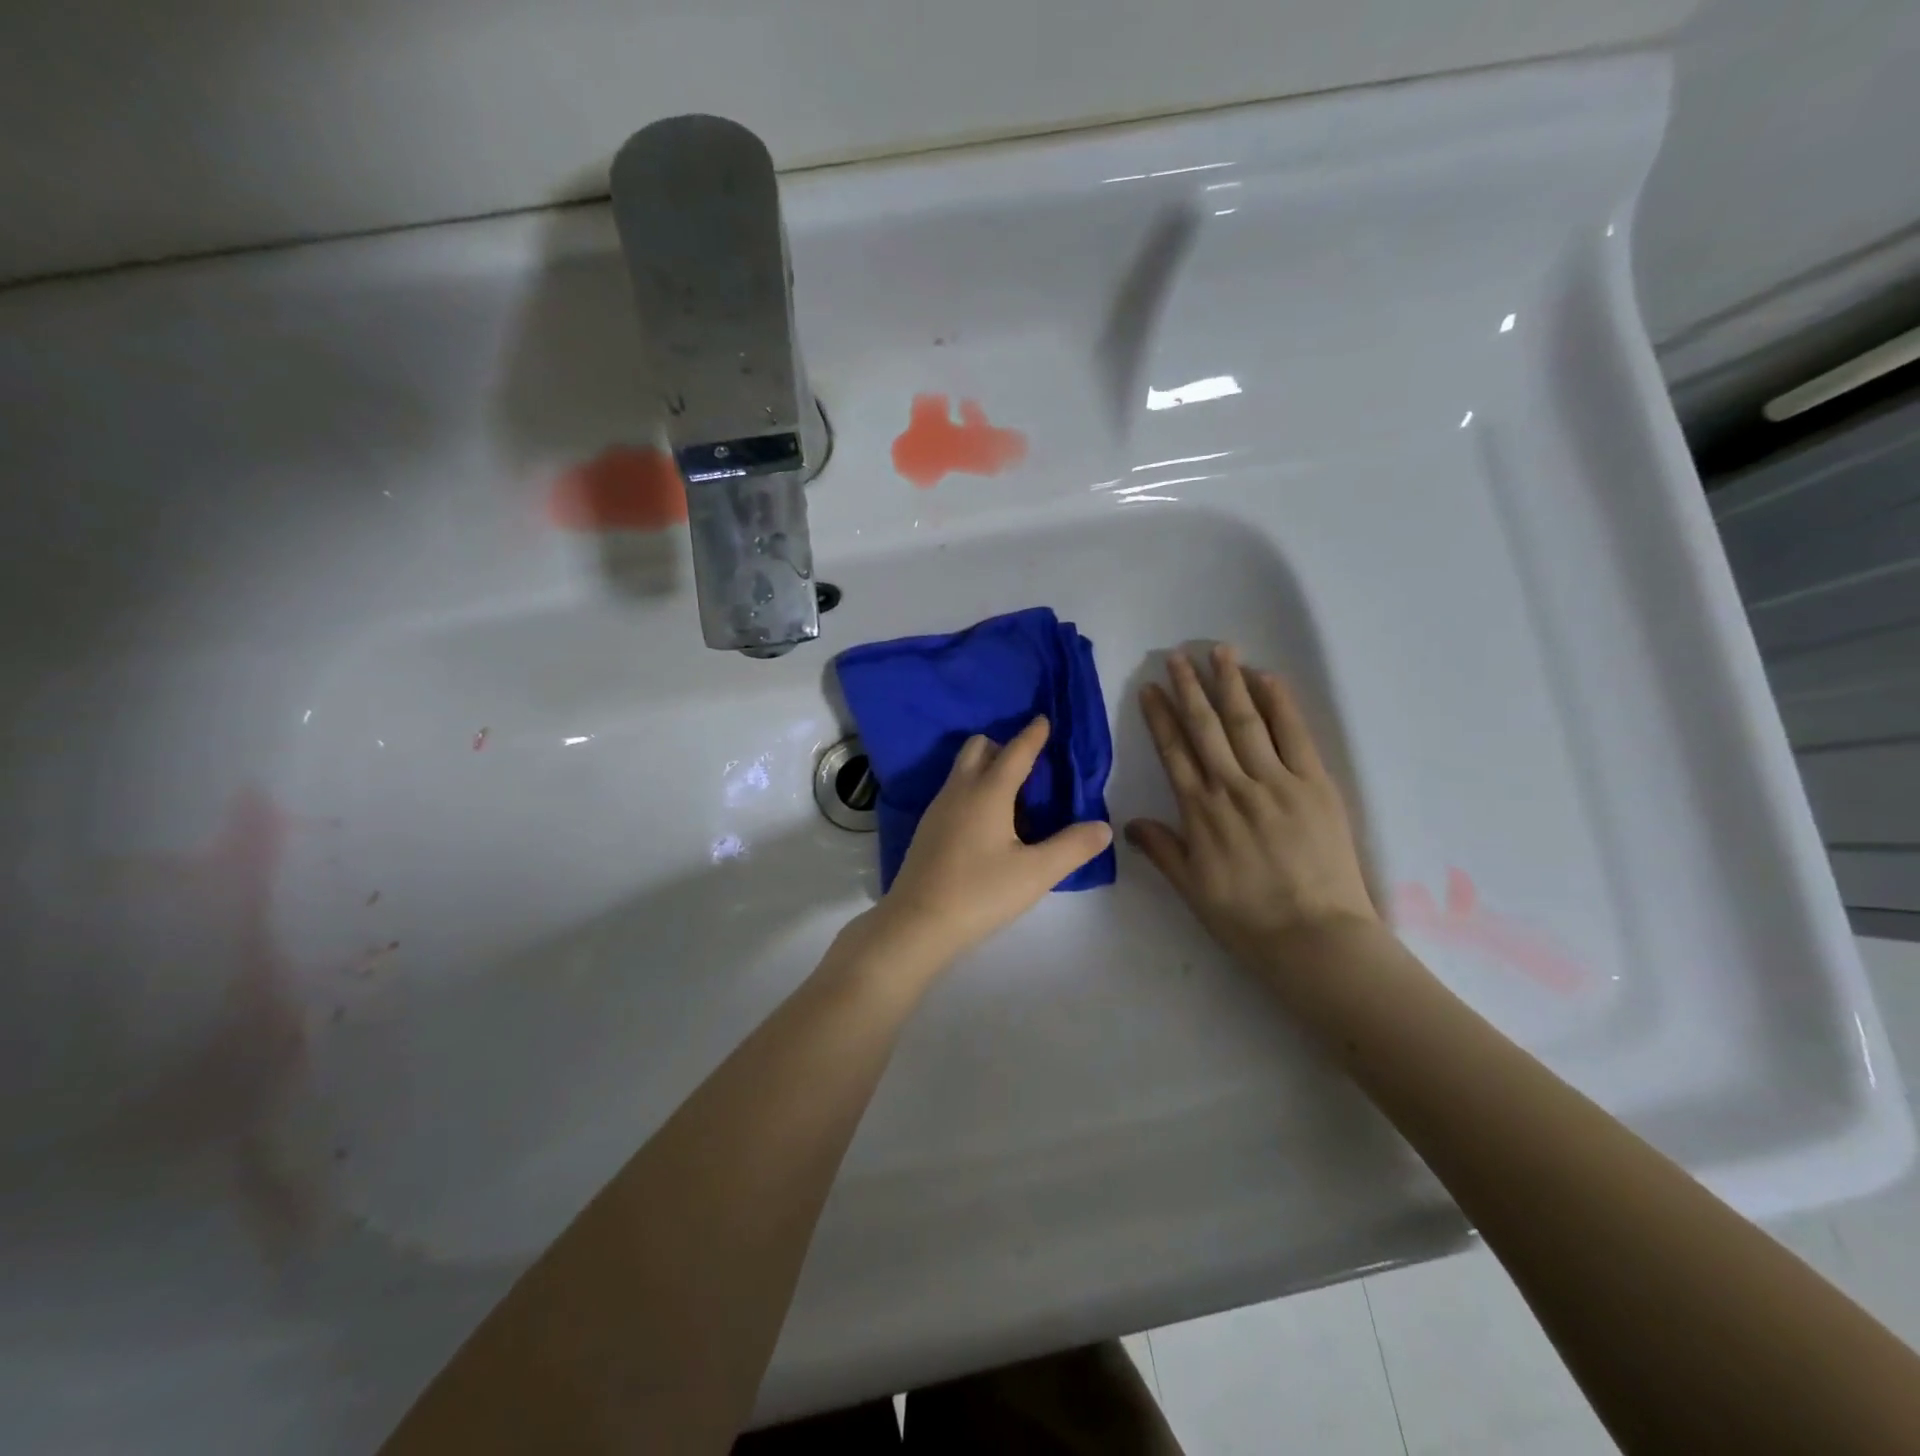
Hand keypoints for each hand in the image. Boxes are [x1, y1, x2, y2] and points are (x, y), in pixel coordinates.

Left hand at [872, 717, 1112, 963]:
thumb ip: (1072, 847)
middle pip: (978, 748)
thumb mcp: (1036, 873)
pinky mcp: (927, 829)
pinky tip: (987, 824)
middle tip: (1030, 765)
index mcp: (988, 792)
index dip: (1033, 735)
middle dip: (1004, 746)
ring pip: (962, 770)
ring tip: (1013, 797)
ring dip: (986, 768)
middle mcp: (959, 790)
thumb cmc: (980, 893)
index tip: (1043, 719)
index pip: (1015, 752)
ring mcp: (938, 809)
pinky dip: (973, 790)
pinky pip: (954, 791)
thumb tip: (1103, 827)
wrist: (917, 923)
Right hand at [1126, 645, 1377, 970]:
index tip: (1150, 688)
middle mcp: (1233, 787)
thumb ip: (1161, 849)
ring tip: (1218, 651)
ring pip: (1247, 722)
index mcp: (1200, 811)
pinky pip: (1295, 735)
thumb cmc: (1246, 918)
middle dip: (1189, 688)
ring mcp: (1276, 783)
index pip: (1174, 752)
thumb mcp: (1191, 888)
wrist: (1314, 938)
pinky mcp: (1315, 786)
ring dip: (1230, 684)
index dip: (1160, 717)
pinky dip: (1280, 704)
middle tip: (1177, 655)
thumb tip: (1129, 824)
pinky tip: (1266, 678)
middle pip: (1206, 727)